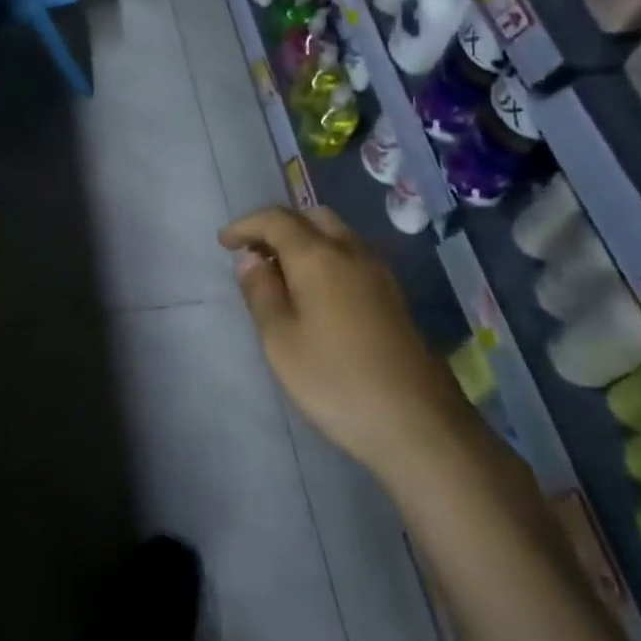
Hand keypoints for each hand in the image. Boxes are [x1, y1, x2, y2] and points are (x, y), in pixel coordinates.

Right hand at [220, 205, 462, 467]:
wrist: (417, 423)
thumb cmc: (335, 381)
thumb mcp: (281, 341)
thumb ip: (261, 293)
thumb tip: (251, 260)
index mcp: (319, 258)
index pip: (277, 219)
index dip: (246, 225)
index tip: (223, 243)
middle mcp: (352, 253)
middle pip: (312, 217)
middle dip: (278, 226)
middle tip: (253, 255)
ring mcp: (379, 274)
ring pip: (336, 235)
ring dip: (304, 241)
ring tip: (279, 276)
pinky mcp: (393, 297)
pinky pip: (351, 257)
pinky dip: (325, 258)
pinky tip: (313, 295)